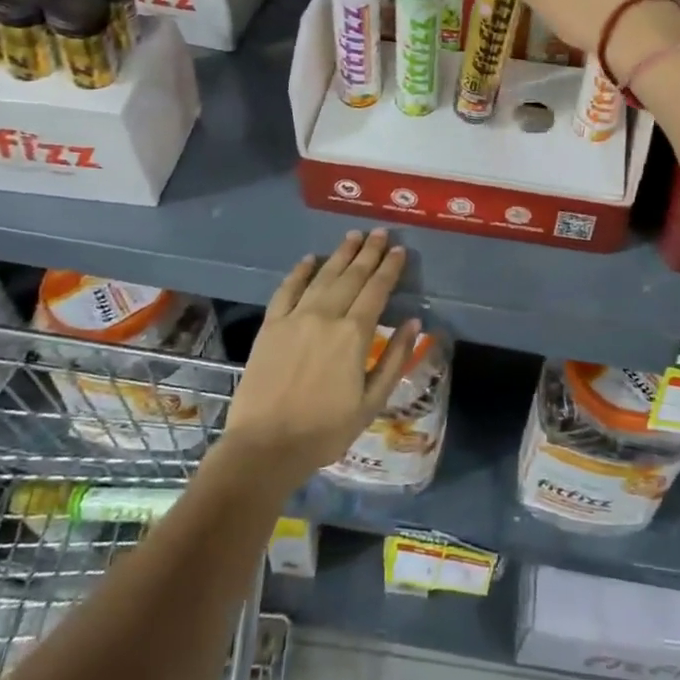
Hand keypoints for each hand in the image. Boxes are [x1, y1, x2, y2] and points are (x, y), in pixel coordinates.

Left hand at [221, 229, 421, 486]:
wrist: (265, 447)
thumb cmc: (325, 430)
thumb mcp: (372, 402)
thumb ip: (394, 359)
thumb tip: (413, 323)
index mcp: (354, 334)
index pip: (377, 290)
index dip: (390, 268)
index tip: (399, 250)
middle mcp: (326, 316)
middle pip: (352, 276)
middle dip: (369, 252)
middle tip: (380, 233)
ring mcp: (295, 318)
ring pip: (323, 276)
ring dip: (340, 254)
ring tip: (353, 236)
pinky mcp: (270, 326)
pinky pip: (287, 290)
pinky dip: (300, 272)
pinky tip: (310, 259)